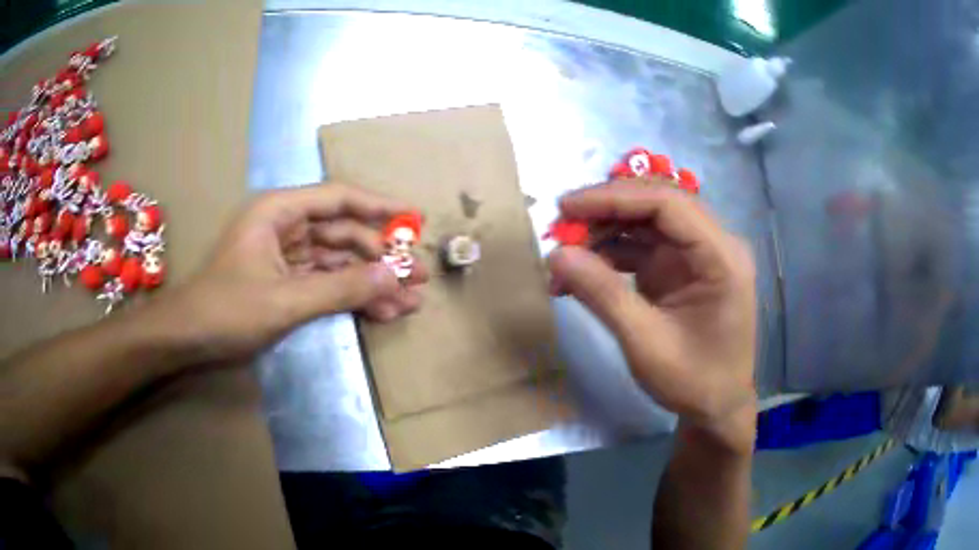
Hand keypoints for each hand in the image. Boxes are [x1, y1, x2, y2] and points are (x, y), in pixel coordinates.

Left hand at [139, 183, 426, 365]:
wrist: (188, 341)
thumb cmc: (227, 310)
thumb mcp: (285, 301)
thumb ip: (340, 288)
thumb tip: (394, 278)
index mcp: (279, 212)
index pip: (338, 199)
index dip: (379, 206)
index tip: (414, 218)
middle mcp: (285, 227)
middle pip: (343, 234)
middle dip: (381, 257)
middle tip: (418, 276)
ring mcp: (286, 257)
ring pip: (339, 262)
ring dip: (371, 282)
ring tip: (409, 302)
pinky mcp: (287, 283)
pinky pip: (326, 284)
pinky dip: (351, 297)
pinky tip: (380, 312)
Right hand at [547, 180, 756, 452]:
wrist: (716, 408)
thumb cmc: (693, 381)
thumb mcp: (646, 343)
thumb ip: (603, 294)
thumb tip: (555, 254)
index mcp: (721, 257)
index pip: (668, 204)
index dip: (615, 198)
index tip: (566, 207)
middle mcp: (714, 244)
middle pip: (657, 205)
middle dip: (606, 211)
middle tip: (560, 227)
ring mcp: (697, 254)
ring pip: (646, 222)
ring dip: (603, 231)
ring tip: (564, 255)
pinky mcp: (681, 267)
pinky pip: (642, 246)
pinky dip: (609, 253)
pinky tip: (580, 271)